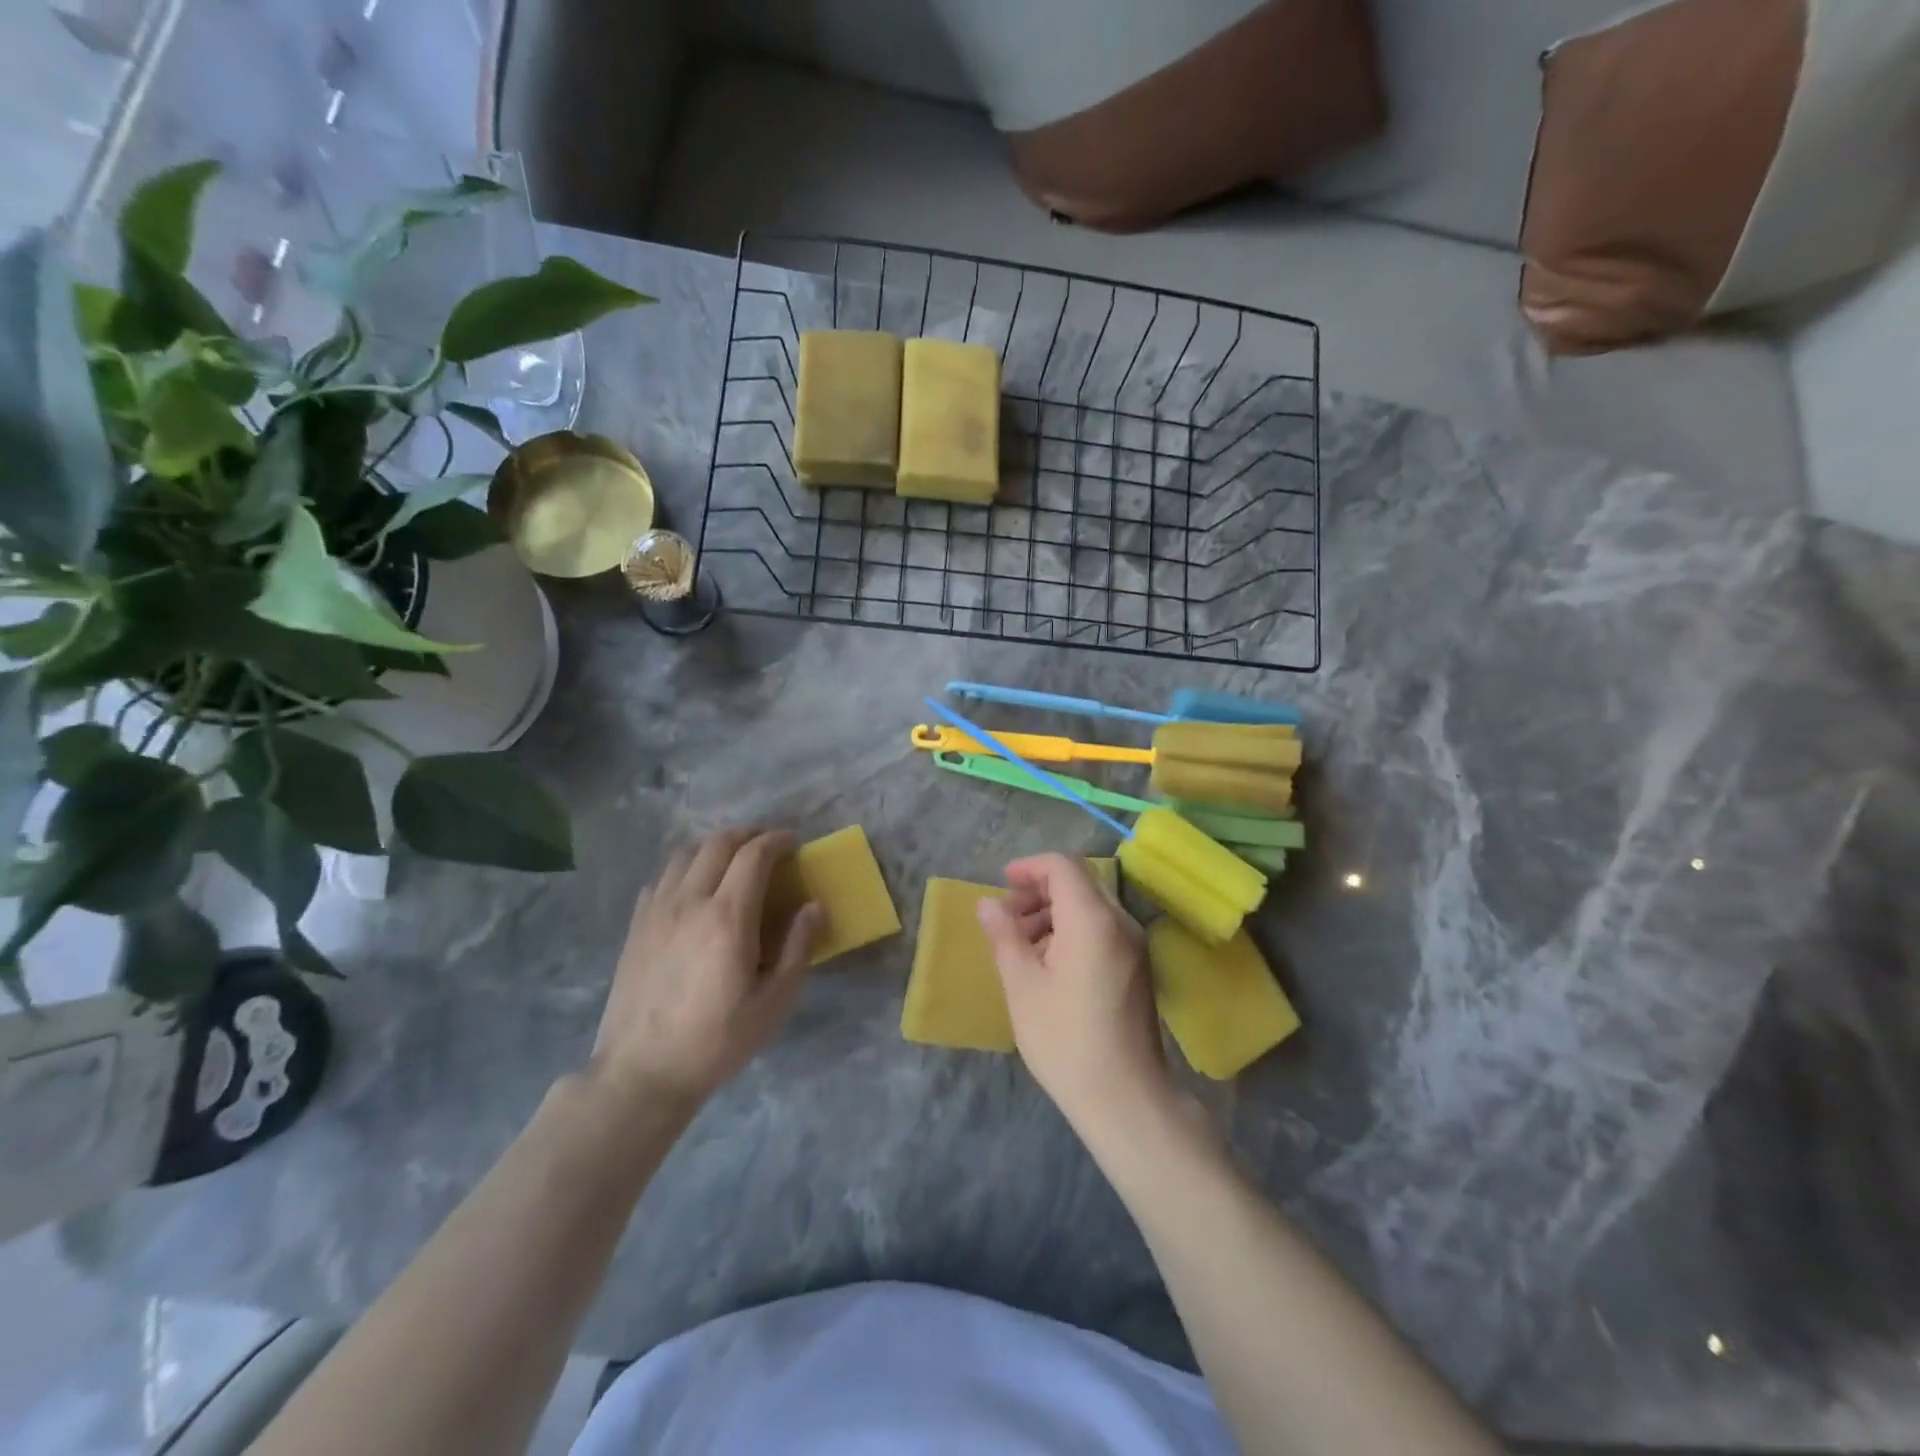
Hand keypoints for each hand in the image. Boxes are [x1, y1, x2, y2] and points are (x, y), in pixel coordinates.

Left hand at [588, 828, 822, 1113]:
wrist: (643, 1072)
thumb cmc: (717, 1040)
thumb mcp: (774, 1002)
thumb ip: (798, 947)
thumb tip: (815, 906)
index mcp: (728, 917)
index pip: (754, 855)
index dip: (777, 840)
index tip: (793, 842)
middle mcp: (689, 901)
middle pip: (718, 843)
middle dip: (748, 834)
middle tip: (768, 846)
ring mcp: (657, 911)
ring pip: (685, 853)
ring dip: (714, 846)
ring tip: (733, 860)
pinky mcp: (637, 925)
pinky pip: (662, 876)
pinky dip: (685, 867)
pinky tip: (695, 887)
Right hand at [975, 853, 1168, 1135]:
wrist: (1126, 1099)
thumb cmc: (1066, 1041)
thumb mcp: (1022, 986)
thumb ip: (1004, 936)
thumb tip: (988, 903)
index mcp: (1092, 919)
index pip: (1062, 866)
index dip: (1029, 867)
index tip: (1002, 884)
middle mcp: (1120, 922)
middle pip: (1079, 882)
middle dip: (1039, 890)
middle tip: (1006, 918)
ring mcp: (1134, 945)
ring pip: (1091, 905)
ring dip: (1054, 911)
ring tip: (1021, 944)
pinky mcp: (1137, 967)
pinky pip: (1102, 929)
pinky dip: (1072, 930)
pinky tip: (1049, 964)